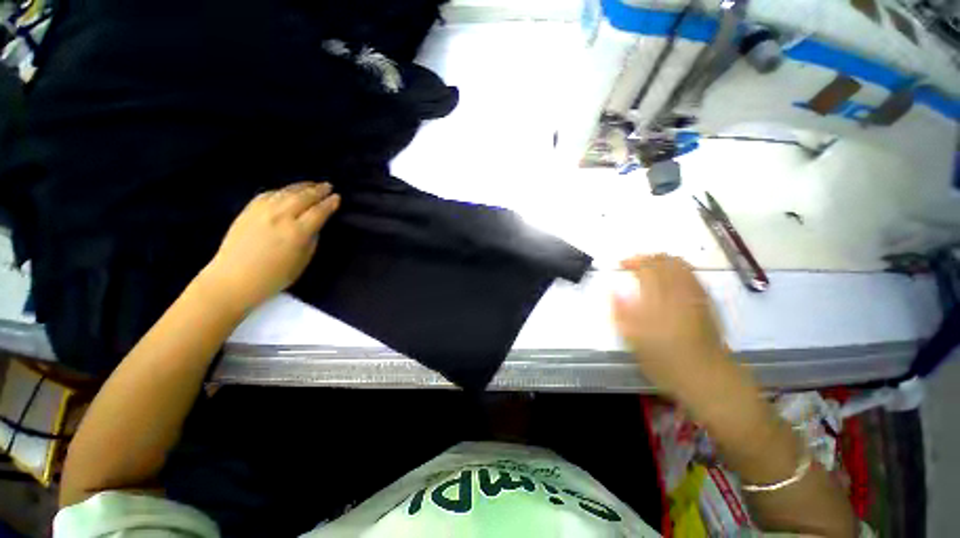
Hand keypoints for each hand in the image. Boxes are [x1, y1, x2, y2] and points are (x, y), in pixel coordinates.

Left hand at [202, 182, 339, 312]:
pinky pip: (268, 194)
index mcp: (297, 233)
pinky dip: (281, 190)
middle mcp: (281, 217)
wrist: (233, 279)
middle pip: (303, 197)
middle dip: (318, 190)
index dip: (329, 204)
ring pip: (286, 192)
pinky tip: (287, 191)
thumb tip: (314, 226)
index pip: (318, 212)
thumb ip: (311, 241)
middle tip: (328, 185)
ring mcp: (262, 211)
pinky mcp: (248, 211)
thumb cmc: (273, 277)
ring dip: (301, 186)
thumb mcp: (302, 262)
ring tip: (312, 184)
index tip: (338, 197)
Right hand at [612, 254, 727, 397]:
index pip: (646, 268)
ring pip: (680, 265)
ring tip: (651, 264)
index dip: (633, 261)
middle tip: (634, 262)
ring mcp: (695, 294)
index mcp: (658, 299)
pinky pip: (692, 274)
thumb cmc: (665, 359)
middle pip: (664, 262)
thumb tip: (614, 292)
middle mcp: (678, 291)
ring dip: (663, 260)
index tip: (621, 264)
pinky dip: (680, 267)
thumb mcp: (635, 340)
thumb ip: (622, 313)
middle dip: (647, 258)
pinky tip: (673, 273)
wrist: (705, 374)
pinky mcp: (706, 301)